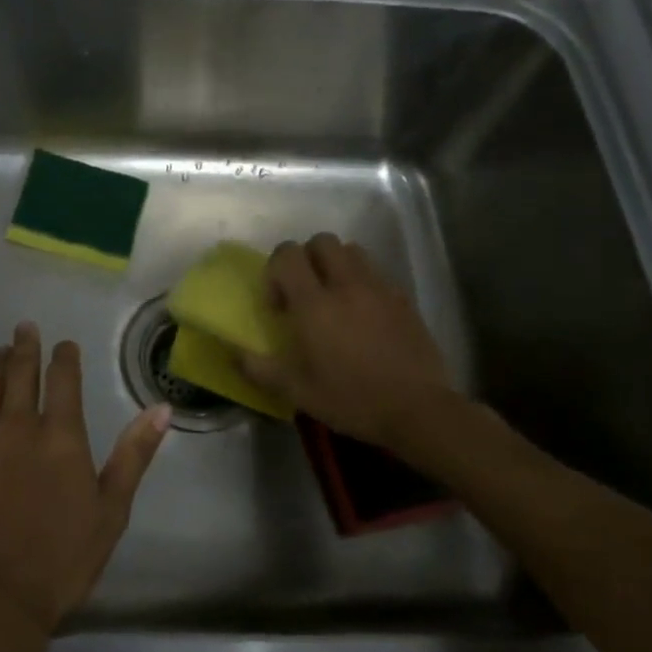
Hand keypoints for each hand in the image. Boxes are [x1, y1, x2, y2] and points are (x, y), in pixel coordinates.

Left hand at [0, 322, 171, 641]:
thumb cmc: (59, 561)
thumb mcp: (111, 511)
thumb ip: (134, 455)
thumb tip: (161, 409)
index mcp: (60, 436)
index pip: (64, 380)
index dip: (65, 357)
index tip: (64, 345)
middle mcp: (17, 426)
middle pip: (20, 373)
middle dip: (24, 347)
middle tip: (24, 328)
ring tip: (0, 353)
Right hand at [240, 233, 472, 470]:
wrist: (418, 410)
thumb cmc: (351, 400)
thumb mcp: (297, 391)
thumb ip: (260, 368)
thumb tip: (233, 353)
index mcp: (315, 304)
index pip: (287, 254)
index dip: (275, 270)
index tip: (279, 305)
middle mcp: (346, 285)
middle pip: (322, 241)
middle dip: (306, 258)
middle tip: (304, 292)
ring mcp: (379, 288)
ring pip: (352, 251)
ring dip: (336, 264)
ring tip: (334, 298)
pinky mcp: (404, 299)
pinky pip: (376, 273)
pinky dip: (362, 282)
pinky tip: (363, 315)